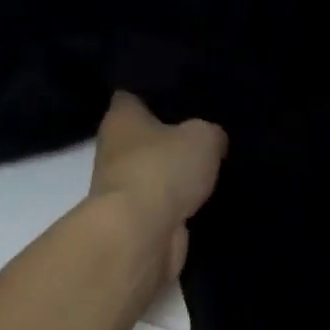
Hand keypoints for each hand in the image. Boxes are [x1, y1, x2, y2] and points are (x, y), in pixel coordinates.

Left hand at [89, 92, 226, 281]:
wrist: (141, 233)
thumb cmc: (163, 170)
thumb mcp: (202, 137)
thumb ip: (210, 133)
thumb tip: (213, 140)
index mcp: (121, 117)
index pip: (135, 95)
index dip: (159, 95)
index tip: (187, 98)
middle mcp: (114, 149)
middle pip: (146, 137)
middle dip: (172, 138)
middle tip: (209, 135)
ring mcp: (123, 187)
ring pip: (156, 172)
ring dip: (178, 175)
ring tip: (215, 168)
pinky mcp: (137, 219)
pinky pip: (164, 203)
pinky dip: (181, 204)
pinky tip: (208, 199)